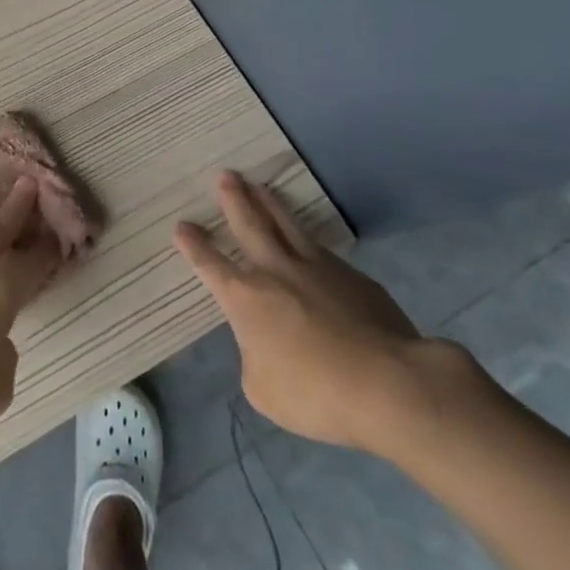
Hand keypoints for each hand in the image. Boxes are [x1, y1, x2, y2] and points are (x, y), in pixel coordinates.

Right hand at [175, 171, 466, 457]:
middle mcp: (276, 272)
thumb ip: (256, 357)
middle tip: (226, 176)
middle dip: (235, 200)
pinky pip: (324, 252)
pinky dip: (309, 241)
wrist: (388, 384)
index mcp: (245, 299)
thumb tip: (266, 344)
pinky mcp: (355, 278)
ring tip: (260, 185)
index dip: (194, 245)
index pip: (210, 265)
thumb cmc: (315, 393)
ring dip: (270, 204)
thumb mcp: (264, 389)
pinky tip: (310, 241)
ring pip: (288, 226)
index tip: (182, 226)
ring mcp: (318, 269)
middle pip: (250, 226)